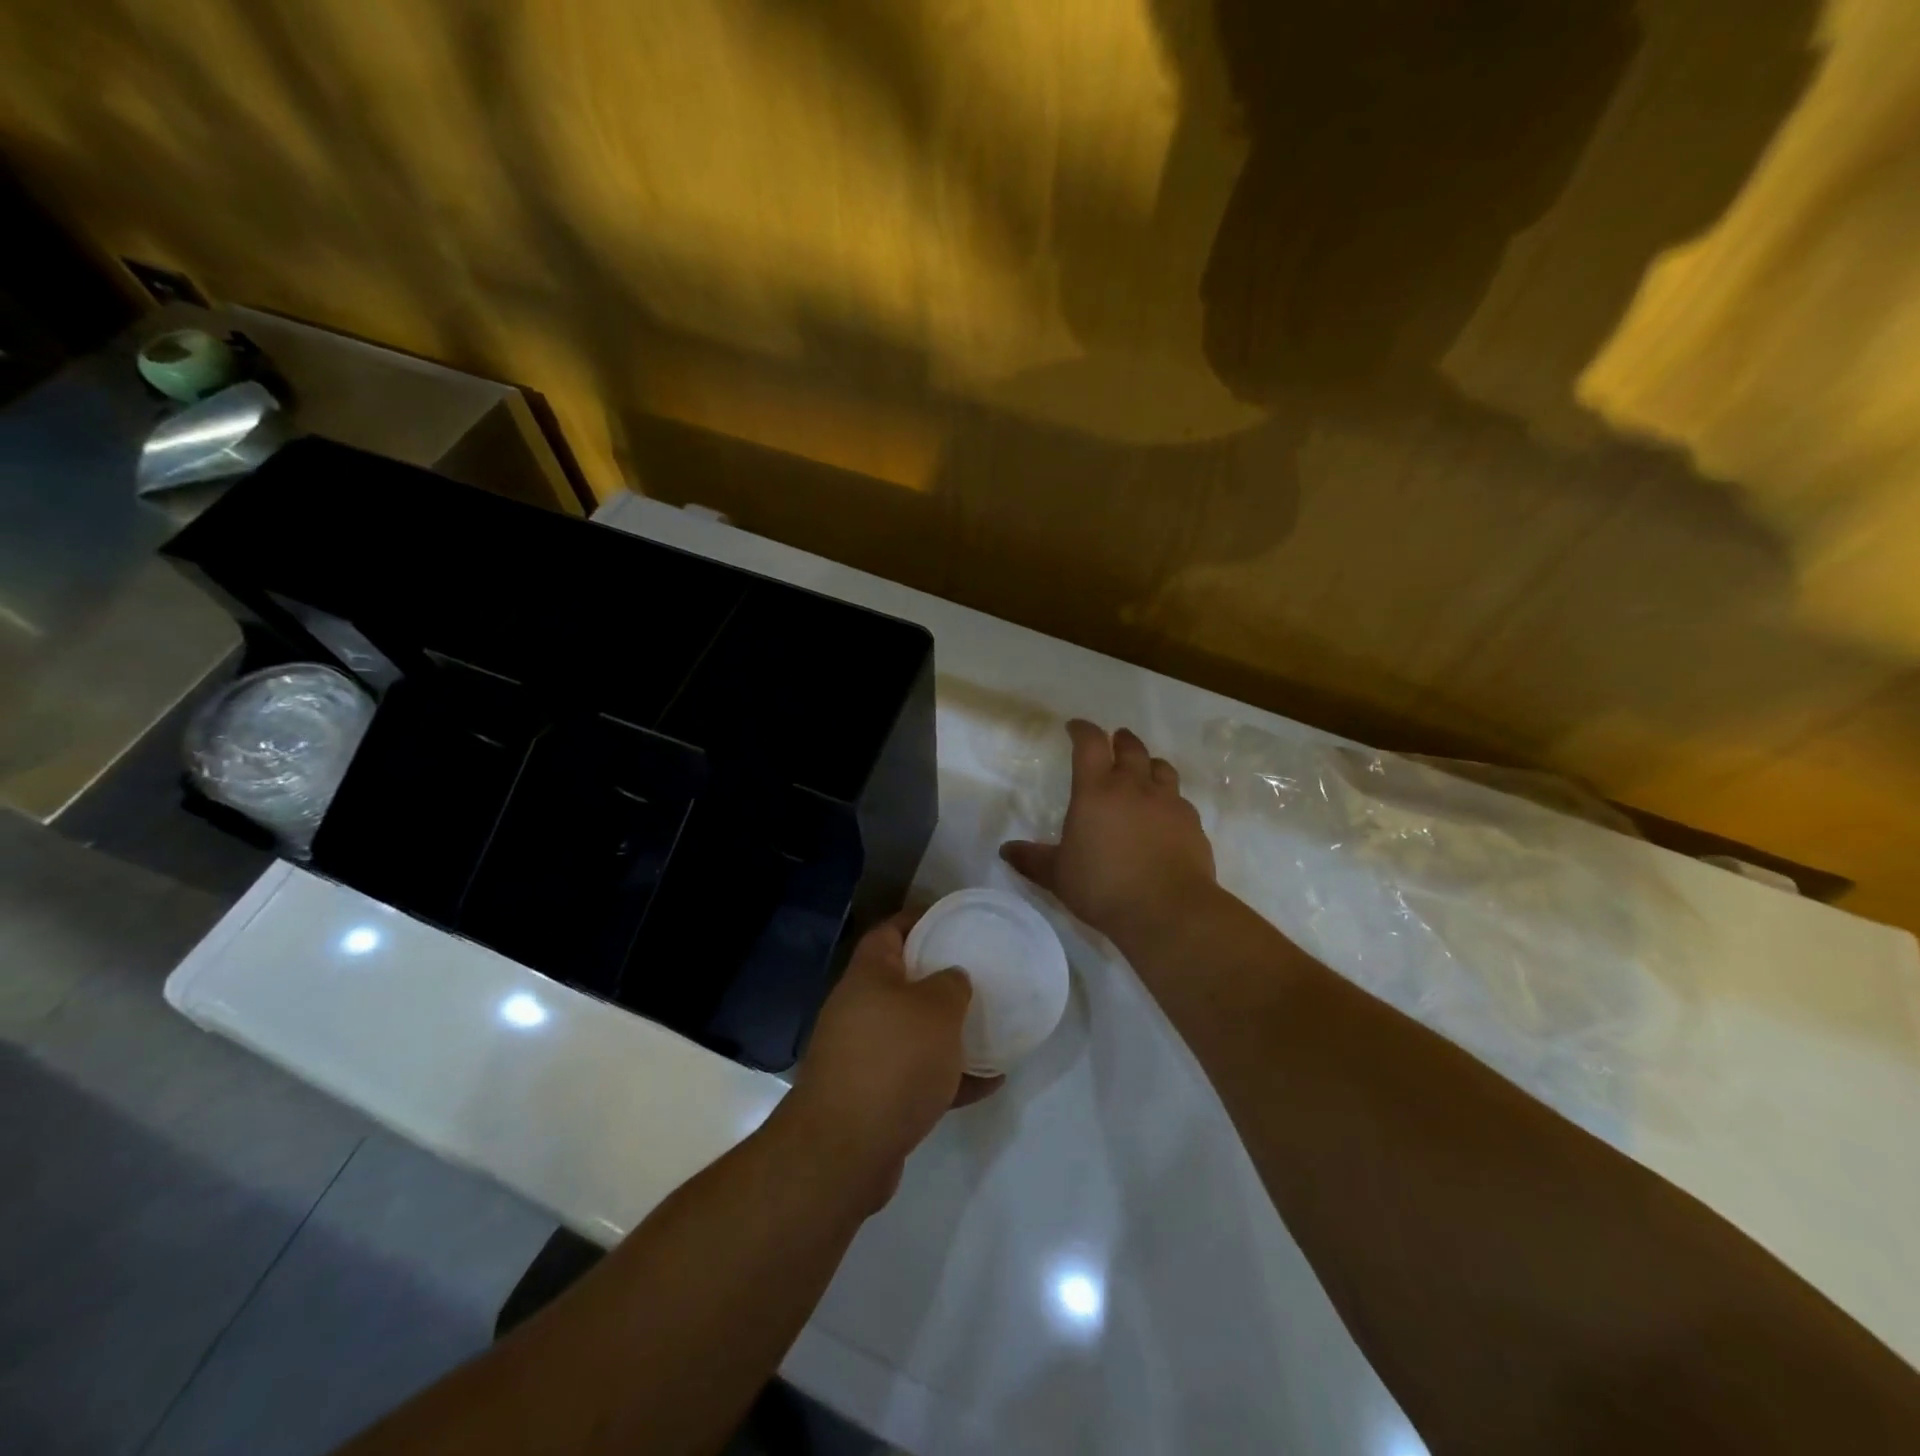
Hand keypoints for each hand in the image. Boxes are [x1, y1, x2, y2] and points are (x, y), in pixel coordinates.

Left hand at [786, 912, 1001, 1206]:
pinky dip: (949, 1078)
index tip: (952, 920)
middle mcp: (859, 1010)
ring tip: (989, 1028)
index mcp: (868, 976)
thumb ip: (951, 984)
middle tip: (977, 975)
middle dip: (938, 980)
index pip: (889, 931)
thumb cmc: (893, 1060)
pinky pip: (917, 1077)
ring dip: (947, 1033)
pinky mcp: (873, 1098)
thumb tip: (952, 978)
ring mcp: (863, 1056)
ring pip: (912, 1033)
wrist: (844, 1150)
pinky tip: (990, 1082)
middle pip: (901, 982)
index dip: (919, 920)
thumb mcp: (936, 1009)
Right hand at [1001, 720, 1217, 953]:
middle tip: (1114, 741)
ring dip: (1149, 763)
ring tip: (1143, 770)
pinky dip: (1169, 798)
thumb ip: (1032, 859)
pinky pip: (1180, 799)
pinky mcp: (1192, 823)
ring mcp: (1168, 802)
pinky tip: (1164, 814)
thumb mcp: (1058, 876)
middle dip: (1119, 740)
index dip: (1082, 730)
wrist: (1168, 910)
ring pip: (1161, 767)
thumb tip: (1005, 850)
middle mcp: (1134, 786)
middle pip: (1130, 747)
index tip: (1075, 727)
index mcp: (1096, 791)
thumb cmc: (1104, 887)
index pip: (1090, 743)